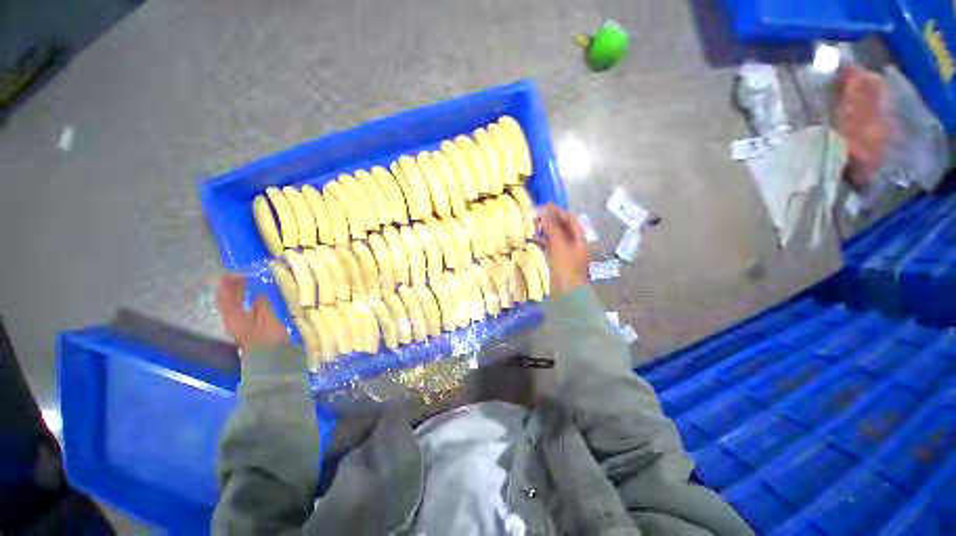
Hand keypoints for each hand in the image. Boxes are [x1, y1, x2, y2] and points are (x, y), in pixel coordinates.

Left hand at [216, 273, 287, 350]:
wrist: (271, 361)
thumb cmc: (270, 340)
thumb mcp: (268, 320)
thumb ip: (262, 305)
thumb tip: (258, 292)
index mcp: (234, 317)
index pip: (225, 297)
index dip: (228, 283)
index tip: (235, 271)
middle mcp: (232, 320)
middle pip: (227, 300)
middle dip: (232, 286)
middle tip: (241, 274)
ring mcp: (239, 324)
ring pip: (233, 304)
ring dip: (238, 293)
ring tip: (246, 282)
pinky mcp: (248, 328)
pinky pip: (242, 309)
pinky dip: (245, 300)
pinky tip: (254, 297)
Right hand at [537, 204, 589, 294]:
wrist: (566, 294)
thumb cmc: (565, 269)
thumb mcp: (559, 246)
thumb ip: (552, 229)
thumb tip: (543, 214)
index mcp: (579, 239)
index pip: (570, 220)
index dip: (558, 211)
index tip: (545, 205)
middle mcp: (574, 244)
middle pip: (563, 227)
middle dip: (551, 219)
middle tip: (536, 214)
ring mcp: (566, 253)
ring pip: (555, 236)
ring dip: (545, 229)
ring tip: (533, 224)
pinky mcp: (557, 261)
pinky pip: (550, 246)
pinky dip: (543, 241)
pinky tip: (533, 239)